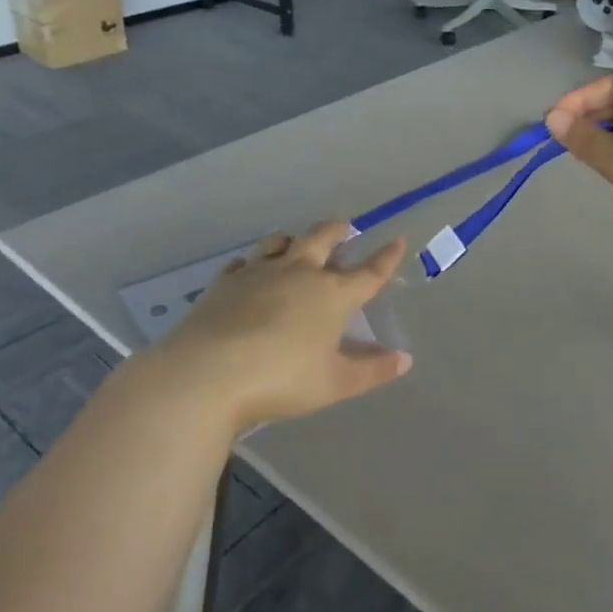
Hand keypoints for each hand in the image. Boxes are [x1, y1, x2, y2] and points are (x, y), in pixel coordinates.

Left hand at [150, 223, 411, 435]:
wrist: (208, 372)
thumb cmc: (282, 379)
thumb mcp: (335, 383)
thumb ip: (372, 370)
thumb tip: (404, 359)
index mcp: (331, 294)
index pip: (369, 272)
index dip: (386, 257)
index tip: (398, 240)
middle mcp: (299, 272)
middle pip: (323, 238)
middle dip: (338, 230)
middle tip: (344, 227)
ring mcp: (259, 272)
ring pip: (281, 241)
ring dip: (294, 239)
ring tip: (297, 243)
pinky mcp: (226, 281)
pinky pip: (244, 263)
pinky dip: (253, 264)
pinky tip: (249, 271)